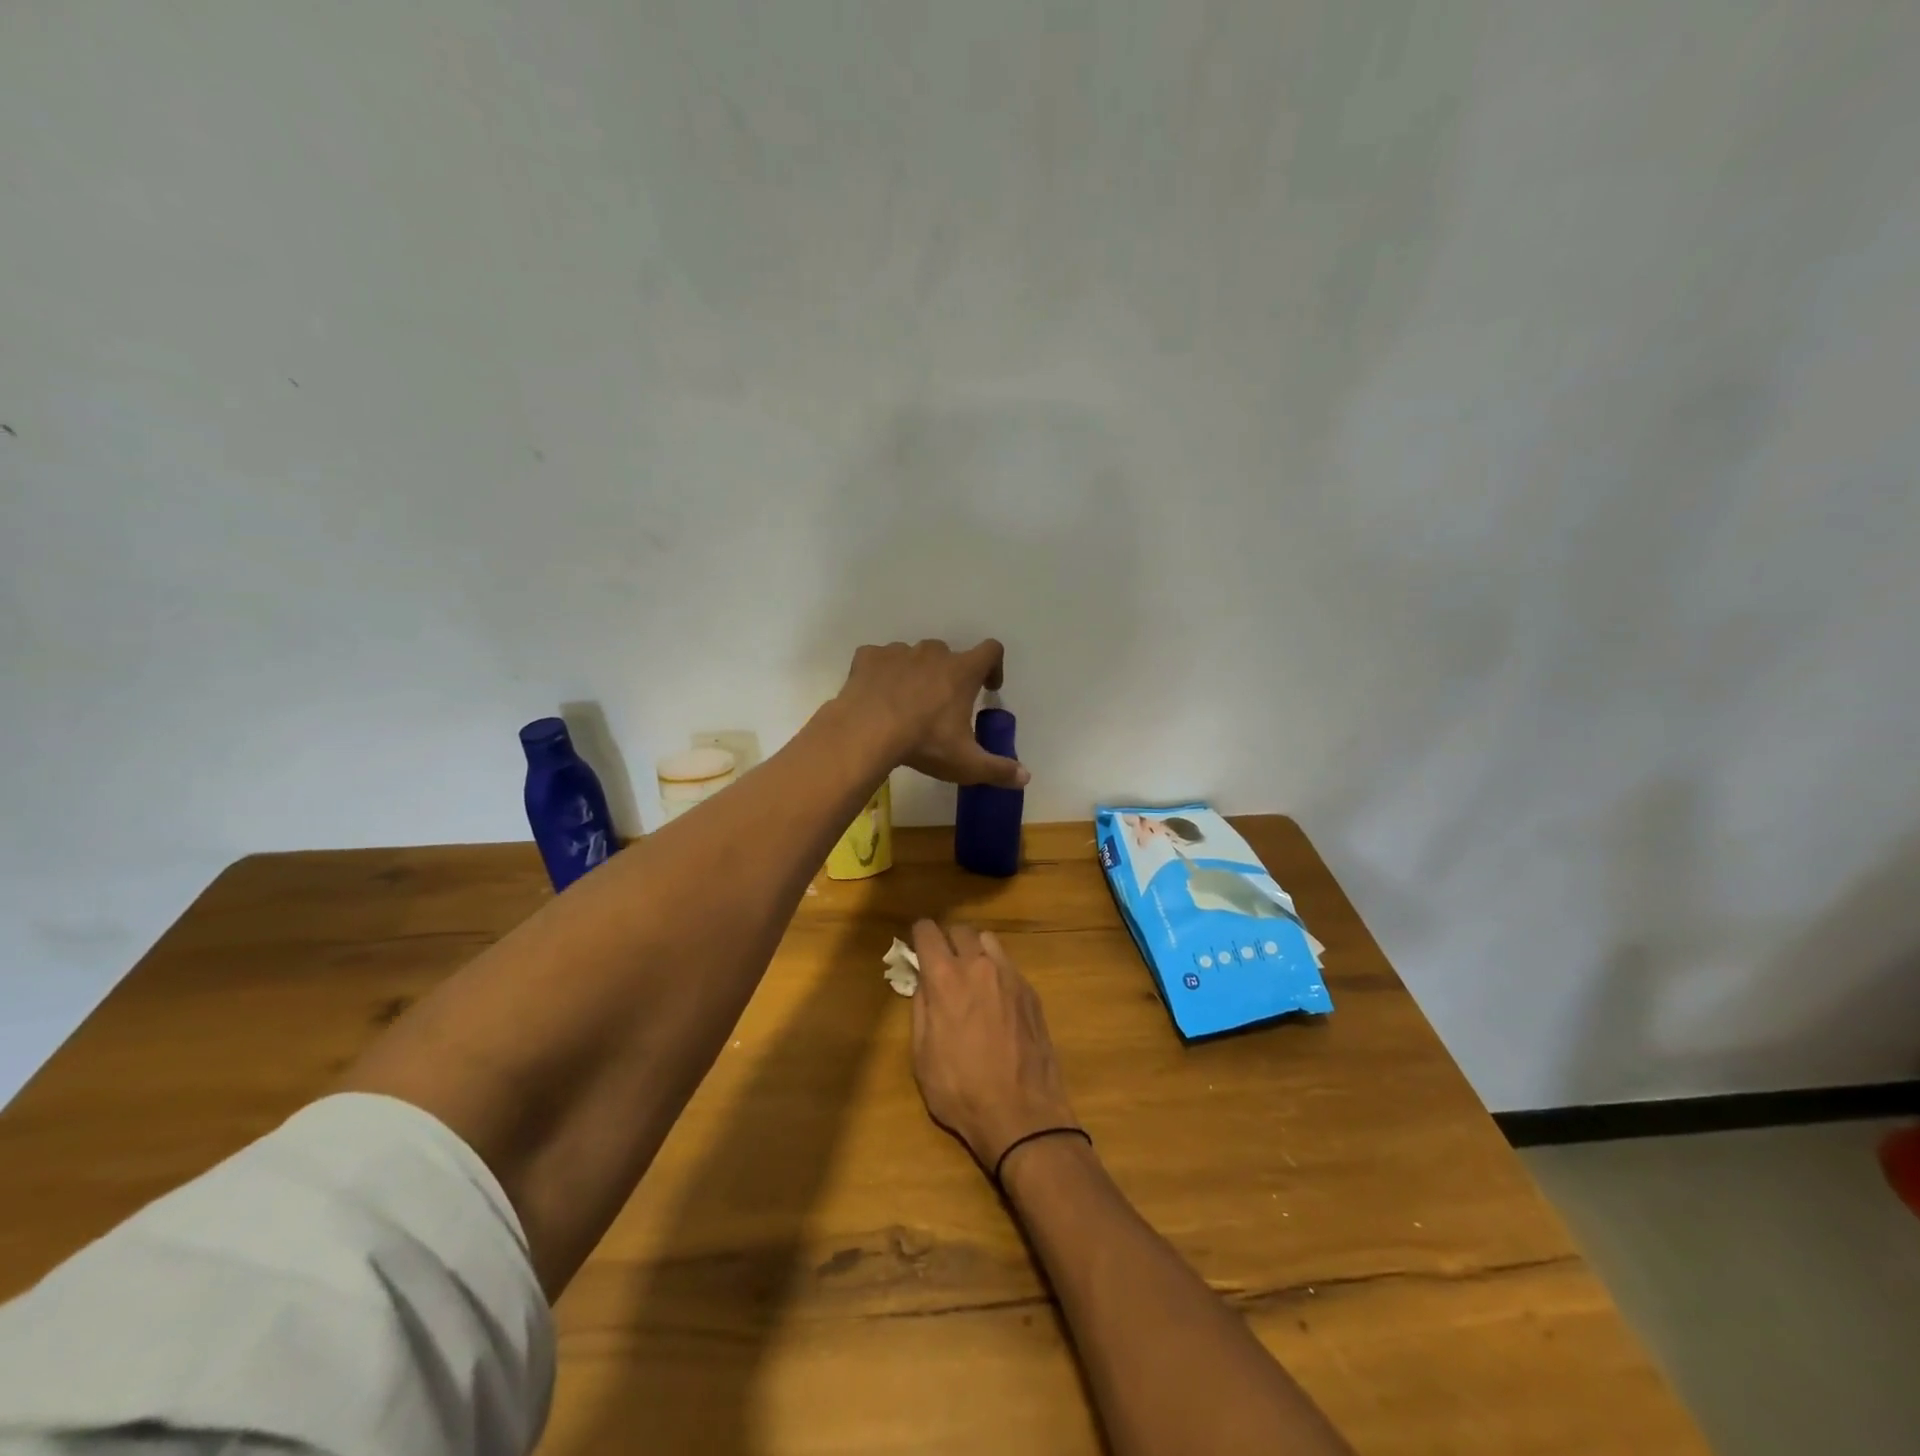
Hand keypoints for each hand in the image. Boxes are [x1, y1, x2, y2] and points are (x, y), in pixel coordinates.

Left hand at [838, 639, 1028, 787]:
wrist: (866, 732)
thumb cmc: (924, 743)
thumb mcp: (966, 764)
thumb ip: (998, 769)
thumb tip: (1026, 777)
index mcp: (962, 671)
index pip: (991, 651)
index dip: (994, 666)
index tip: (989, 687)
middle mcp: (933, 653)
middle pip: (948, 654)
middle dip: (949, 674)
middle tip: (941, 704)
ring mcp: (898, 652)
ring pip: (912, 656)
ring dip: (914, 673)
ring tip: (905, 702)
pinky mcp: (868, 657)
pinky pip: (879, 660)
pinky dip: (881, 673)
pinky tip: (876, 695)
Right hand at [909, 921, 1078, 1171]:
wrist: (1022, 1114)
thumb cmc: (961, 1090)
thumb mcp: (922, 1055)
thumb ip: (920, 1008)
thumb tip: (923, 981)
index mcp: (945, 978)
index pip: (928, 932)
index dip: (919, 935)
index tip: (917, 946)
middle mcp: (978, 966)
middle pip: (960, 930)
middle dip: (947, 940)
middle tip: (942, 963)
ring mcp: (1010, 976)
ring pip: (988, 940)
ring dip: (974, 950)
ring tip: (970, 976)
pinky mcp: (1031, 992)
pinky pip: (1008, 965)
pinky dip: (996, 970)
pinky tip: (995, 998)